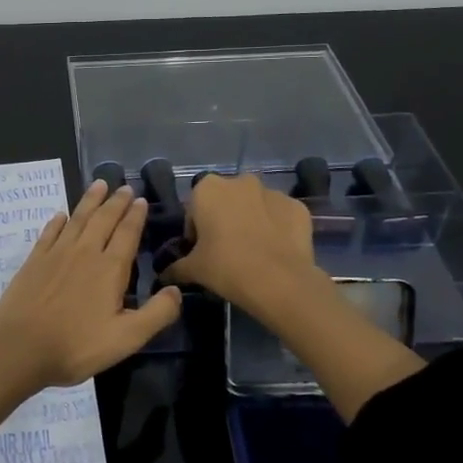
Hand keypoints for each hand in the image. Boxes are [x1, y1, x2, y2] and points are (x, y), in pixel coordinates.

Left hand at [0, 179, 181, 390]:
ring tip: (99, 184)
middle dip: (116, 202)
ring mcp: (56, 254)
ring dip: (90, 200)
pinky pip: (49, 232)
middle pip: (103, 219)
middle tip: (124, 187)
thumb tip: (177, 291)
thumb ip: (156, 314)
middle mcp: (84, 252)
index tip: (141, 199)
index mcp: (109, 269)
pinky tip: (61, 215)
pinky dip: (58, 221)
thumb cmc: (77, 345)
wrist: (20, 346)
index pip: (127, 233)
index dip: (135, 216)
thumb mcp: (126, 338)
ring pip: (77, 219)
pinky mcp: (34, 261)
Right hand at [162, 172, 319, 318]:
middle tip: (225, 251)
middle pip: (226, 202)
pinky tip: (275, 251)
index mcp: (208, 189)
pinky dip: (277, 228)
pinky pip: (280, 216)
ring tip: (253, 252)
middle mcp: (240, 181)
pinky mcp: (297, 206)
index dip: (195, 231)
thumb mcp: (193, 270)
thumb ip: (176, 267)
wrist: (279, 281)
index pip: (194, 209)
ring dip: (251, 221)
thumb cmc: (226, 267)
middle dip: (224, 220)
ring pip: (255, 206)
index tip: (200, 251)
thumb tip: (164, 275)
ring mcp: (273, 191)